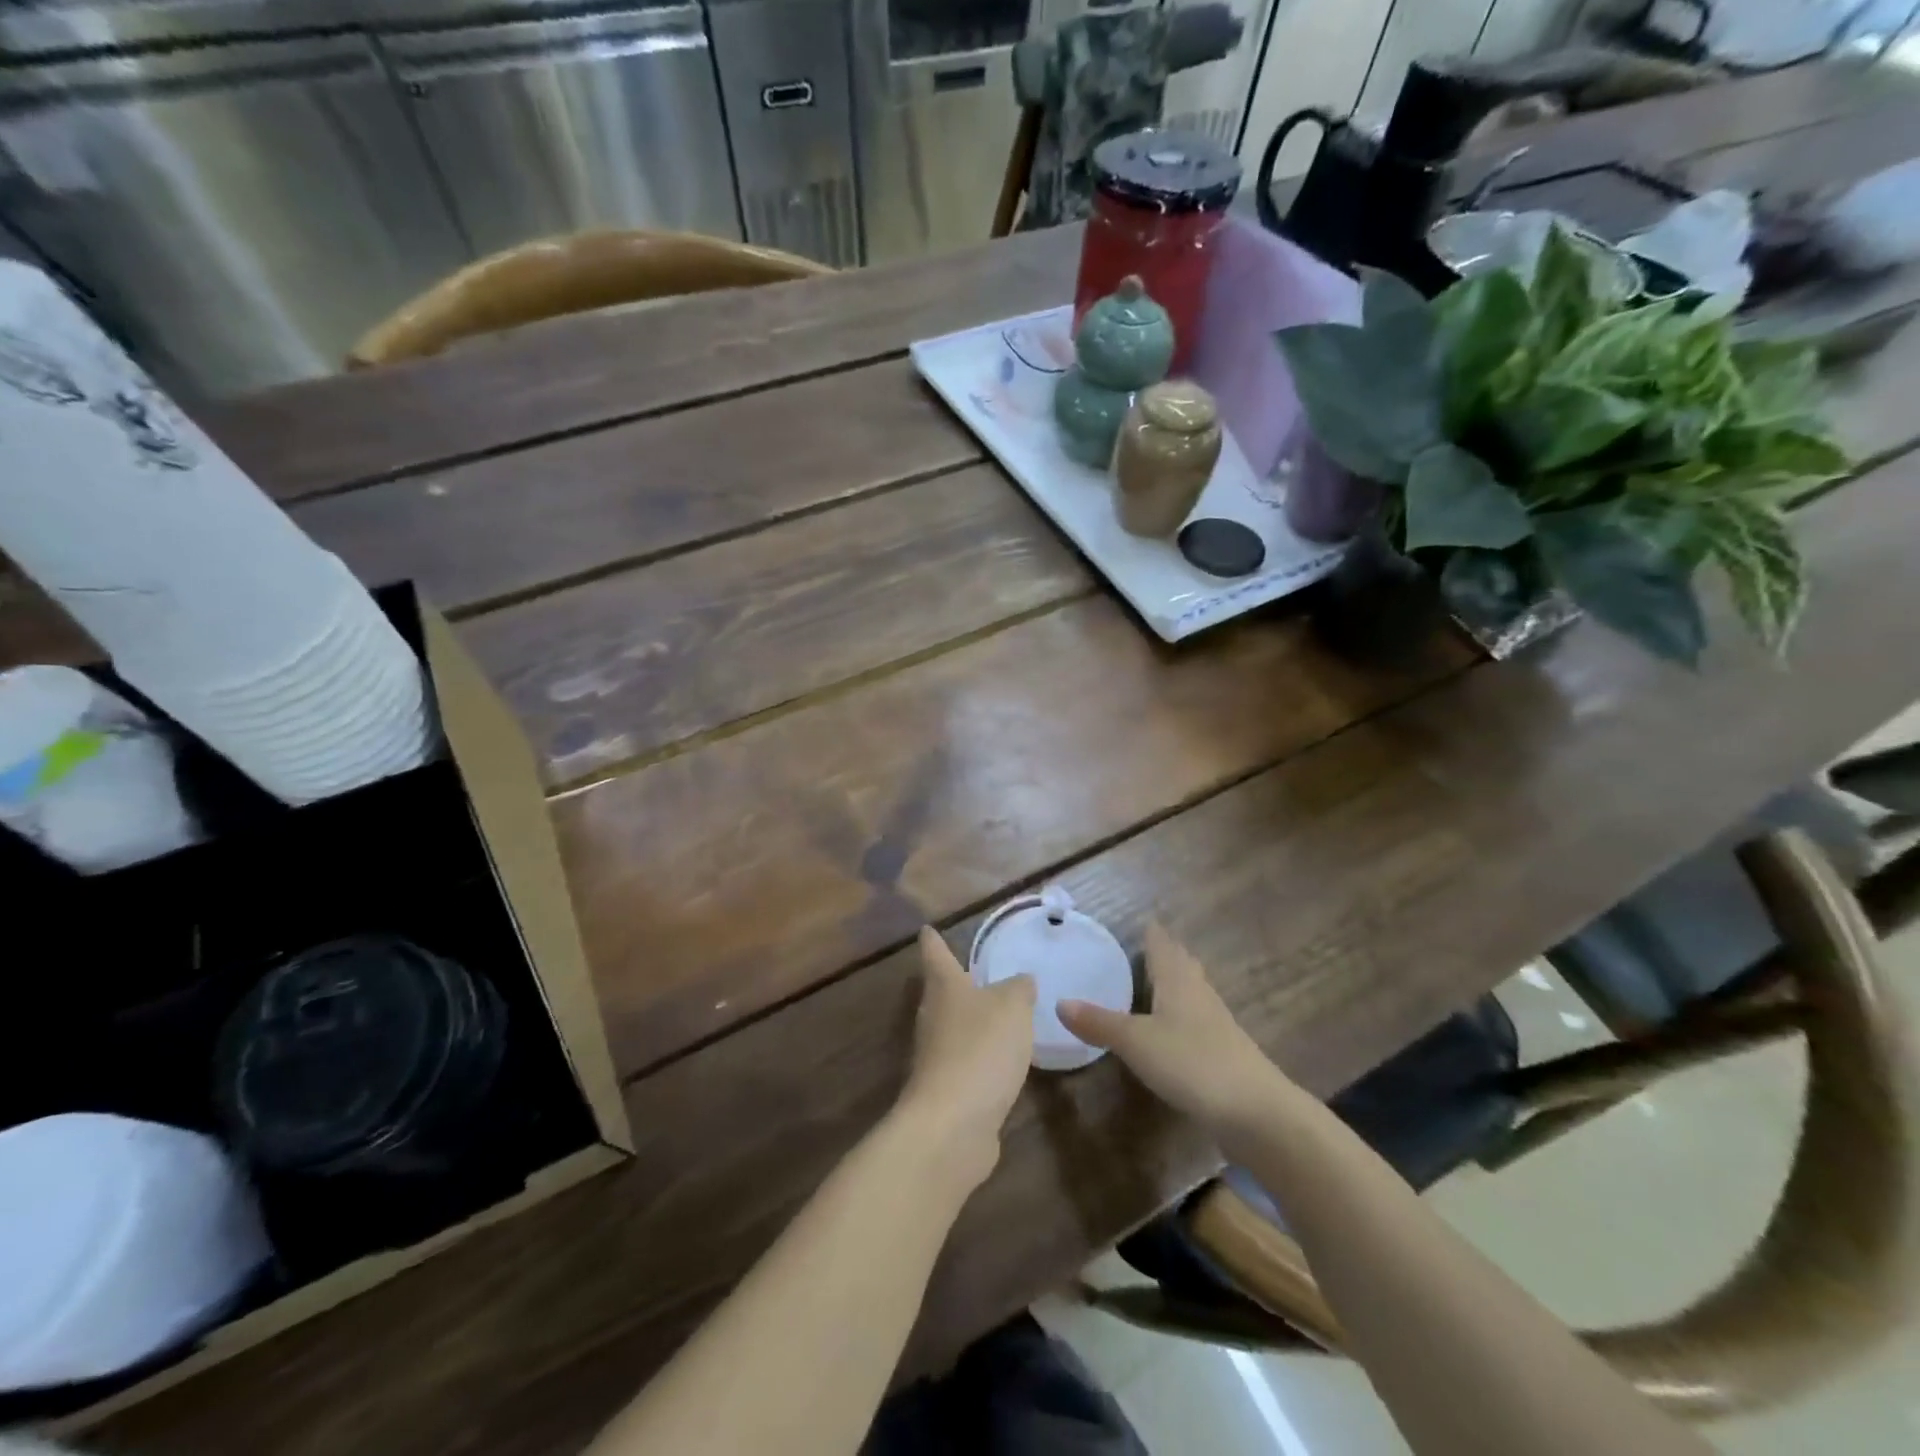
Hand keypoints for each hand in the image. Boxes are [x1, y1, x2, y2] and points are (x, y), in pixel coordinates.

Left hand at [900, 927, 1035, 1179]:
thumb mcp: (1012, 1007)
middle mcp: (933, 1017)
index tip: (927, 929)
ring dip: (970, 1023)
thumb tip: (1021, 981)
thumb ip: (1019, 989)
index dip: (933, 940)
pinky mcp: (946, 1091)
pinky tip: (999, 1063)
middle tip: (974, 972)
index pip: (935, 954)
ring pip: (952, 1028)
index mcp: (945, 987)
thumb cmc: (981, 1049)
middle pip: (940, 992)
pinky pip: (964, 1063)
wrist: (953, 1124)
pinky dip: (979, 1058)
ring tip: (996, 1015)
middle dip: (955, 982)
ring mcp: (935, 1057)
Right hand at [1060, 923, 1285, 1133]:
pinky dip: (1182, 1012)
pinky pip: (1197, 1018)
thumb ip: (1098, 1023)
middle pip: (1182, 964)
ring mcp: (1216, 1023)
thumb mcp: (1135, 1042)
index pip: (1162, 945)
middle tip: (1145, 946)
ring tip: (1156, 980)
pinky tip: (1173, 1027)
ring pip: (1192, 990)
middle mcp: (1198, 993)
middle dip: (1166, 953)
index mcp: (1177, 981)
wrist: (1255, 1111)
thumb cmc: (1191, 1062)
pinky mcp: (1224, 1051)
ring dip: (1176, 982)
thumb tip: (1059, 1002)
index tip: (1142, 921)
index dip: (1151, 933)